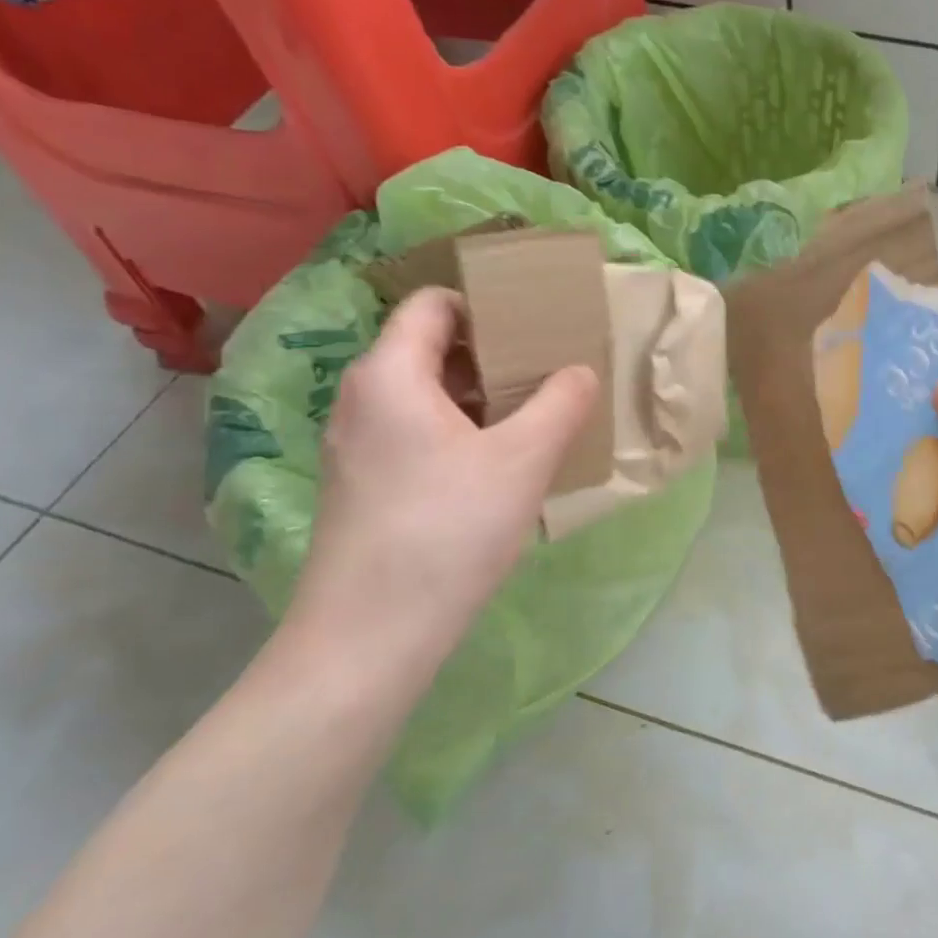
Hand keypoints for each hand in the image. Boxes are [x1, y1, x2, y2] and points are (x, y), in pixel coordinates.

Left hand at [287, 288, 598, 675]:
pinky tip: (501, 464)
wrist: (370, 635)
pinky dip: (460, 431)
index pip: (433, 303)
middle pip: (430, 347)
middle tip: (548, 369)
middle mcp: (362, 399)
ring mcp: (357, 445)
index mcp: (390, 374)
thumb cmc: (448, 530)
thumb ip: (561, 404)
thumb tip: (580, 371)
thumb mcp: (523, 460)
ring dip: (481, 396)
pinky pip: (416, 432)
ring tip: (535, 414)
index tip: (534, 323)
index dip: (485, 302)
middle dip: (493, 352)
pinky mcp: (363, 485)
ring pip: (425, 395)